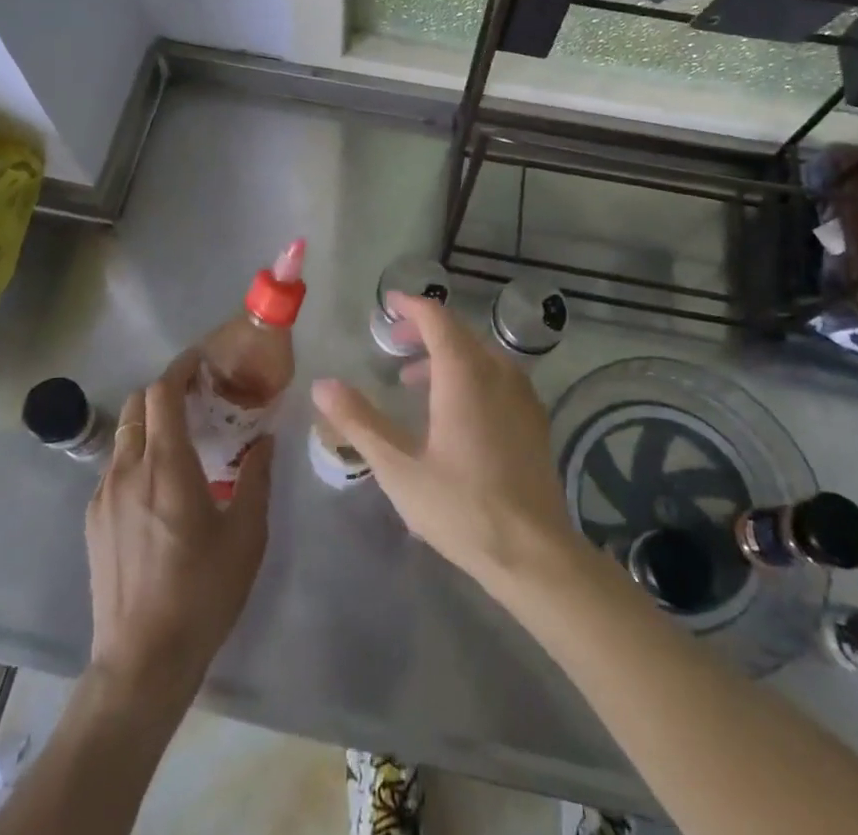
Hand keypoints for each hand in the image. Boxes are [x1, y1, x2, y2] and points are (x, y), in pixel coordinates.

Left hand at [86, 354, 272, 702]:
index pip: (162, 391)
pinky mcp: (93, 520)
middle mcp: (128, 469)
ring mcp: (104, 495)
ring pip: (124, 436)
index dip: (181, 367)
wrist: (141, 662)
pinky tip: (159, 488)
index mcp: (166, 466)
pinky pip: (115, 468)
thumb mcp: (246, 535)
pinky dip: (137, 456)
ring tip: (181, 443)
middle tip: (197, 400)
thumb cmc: (202, 594)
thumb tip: (265, 440)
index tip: (203, 361)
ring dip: (150, 424)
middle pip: (136, 404)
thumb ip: (256, 478)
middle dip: (165, 390)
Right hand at [311, 292, 584, 591]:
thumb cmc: (461, 507)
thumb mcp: (399, 467)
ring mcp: (522, 394)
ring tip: (415, 380)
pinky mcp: (535, 418)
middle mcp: (497, 371)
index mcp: (464, 373)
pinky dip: (471, 374)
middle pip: (459, 332)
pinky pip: (498, 376)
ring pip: (480, 354)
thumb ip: (359, 421)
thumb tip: (322, 384)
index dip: (411, 306)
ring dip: (447, 355)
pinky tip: (456, 409)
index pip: (436, 318)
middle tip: (393, 343)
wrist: (535, 554)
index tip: (388, 303)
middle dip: (424, 331)